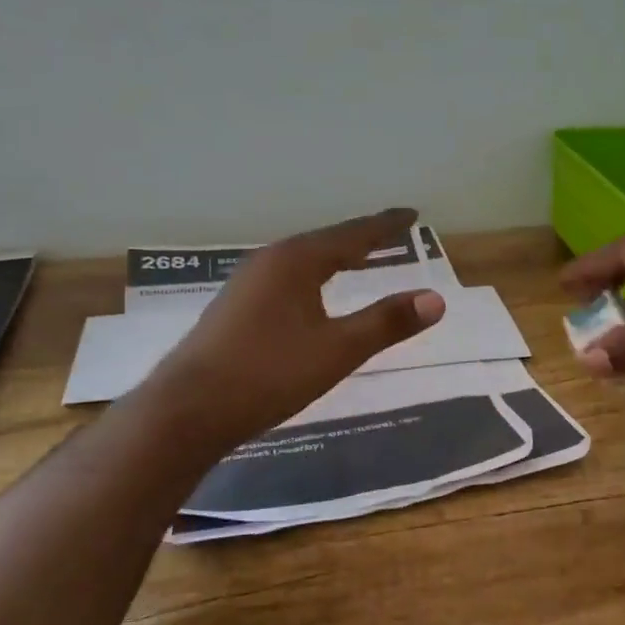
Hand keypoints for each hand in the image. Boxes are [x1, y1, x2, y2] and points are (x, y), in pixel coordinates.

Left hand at [153, 208, 445, 441]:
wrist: (188, 410)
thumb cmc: (269, 374)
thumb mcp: (338, 350)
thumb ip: (386, 322)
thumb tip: (436, 299)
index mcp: (296, 261)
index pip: (353, 234)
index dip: (386, 225)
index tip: (412, 214)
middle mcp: (269, 262)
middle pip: (325, 242)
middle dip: (360, 239)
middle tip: (391, 234)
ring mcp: (247, 285)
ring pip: (303, 261)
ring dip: (334, 258)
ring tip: (358, 259)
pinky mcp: (235, 309)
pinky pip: (287, 279)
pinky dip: (313, 277)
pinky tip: (312, 296)